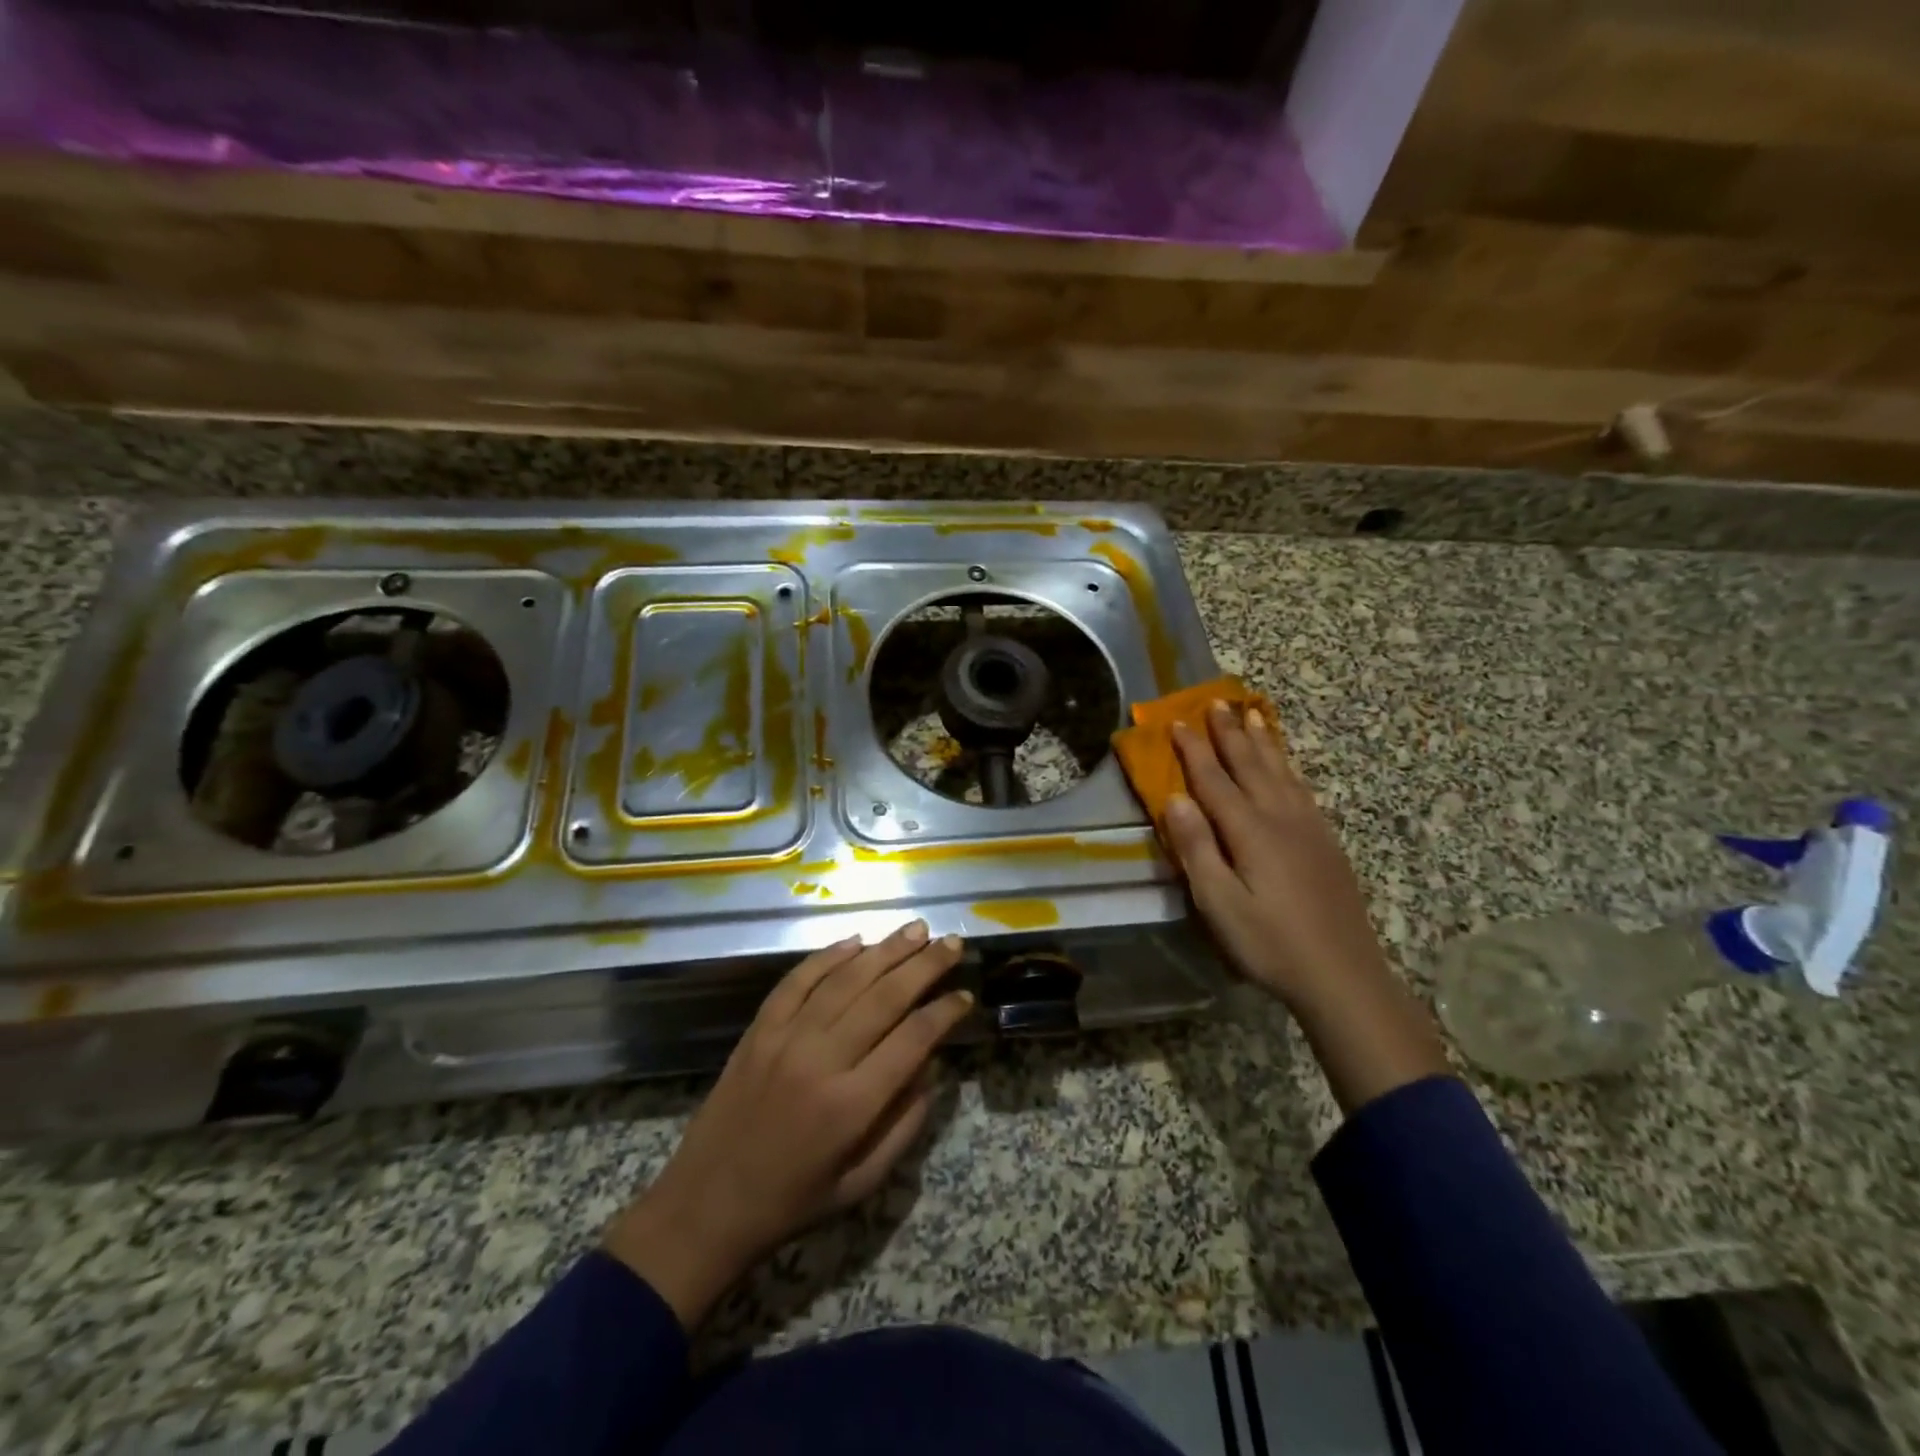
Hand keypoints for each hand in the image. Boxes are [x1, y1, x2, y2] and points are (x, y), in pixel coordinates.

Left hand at [604, 922, 970, 1328]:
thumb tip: (931, 1066)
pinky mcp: (759, 1029)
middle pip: (884, 997)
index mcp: (851, 1105)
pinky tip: (855, 941)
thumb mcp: (862, 1183)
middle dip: (924, 966)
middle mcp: (821, 1060)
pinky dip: (827, 957)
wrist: (706, 1205)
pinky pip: (797, 981)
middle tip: (951, 941)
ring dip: (884, 950)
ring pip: (845, 980)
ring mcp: (785, 1038)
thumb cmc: (793, 1201)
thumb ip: (904, 1124)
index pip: (912, 1039)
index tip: (965, 994)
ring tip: (914, 929)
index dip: (944, 1012)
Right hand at [1164, 703, 1448, 1112]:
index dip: (1194, 750)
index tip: (1177, 721)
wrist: (1343, 975)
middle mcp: (1280, 818)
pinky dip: (1288, 767)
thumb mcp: (1219, 904)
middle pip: (1250, 765)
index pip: (1214, 780)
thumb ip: (1197, 849)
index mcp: (1250, 832)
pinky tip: (1286, 766)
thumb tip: (1175, 799)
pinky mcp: (1326, 843)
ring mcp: (1308, 828)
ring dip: (1262, 741)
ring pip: (1280, 772)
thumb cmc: (1270, 943)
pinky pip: (1302, 789)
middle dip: (1230, 732)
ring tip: (1252, 713)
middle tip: (1216, 701)